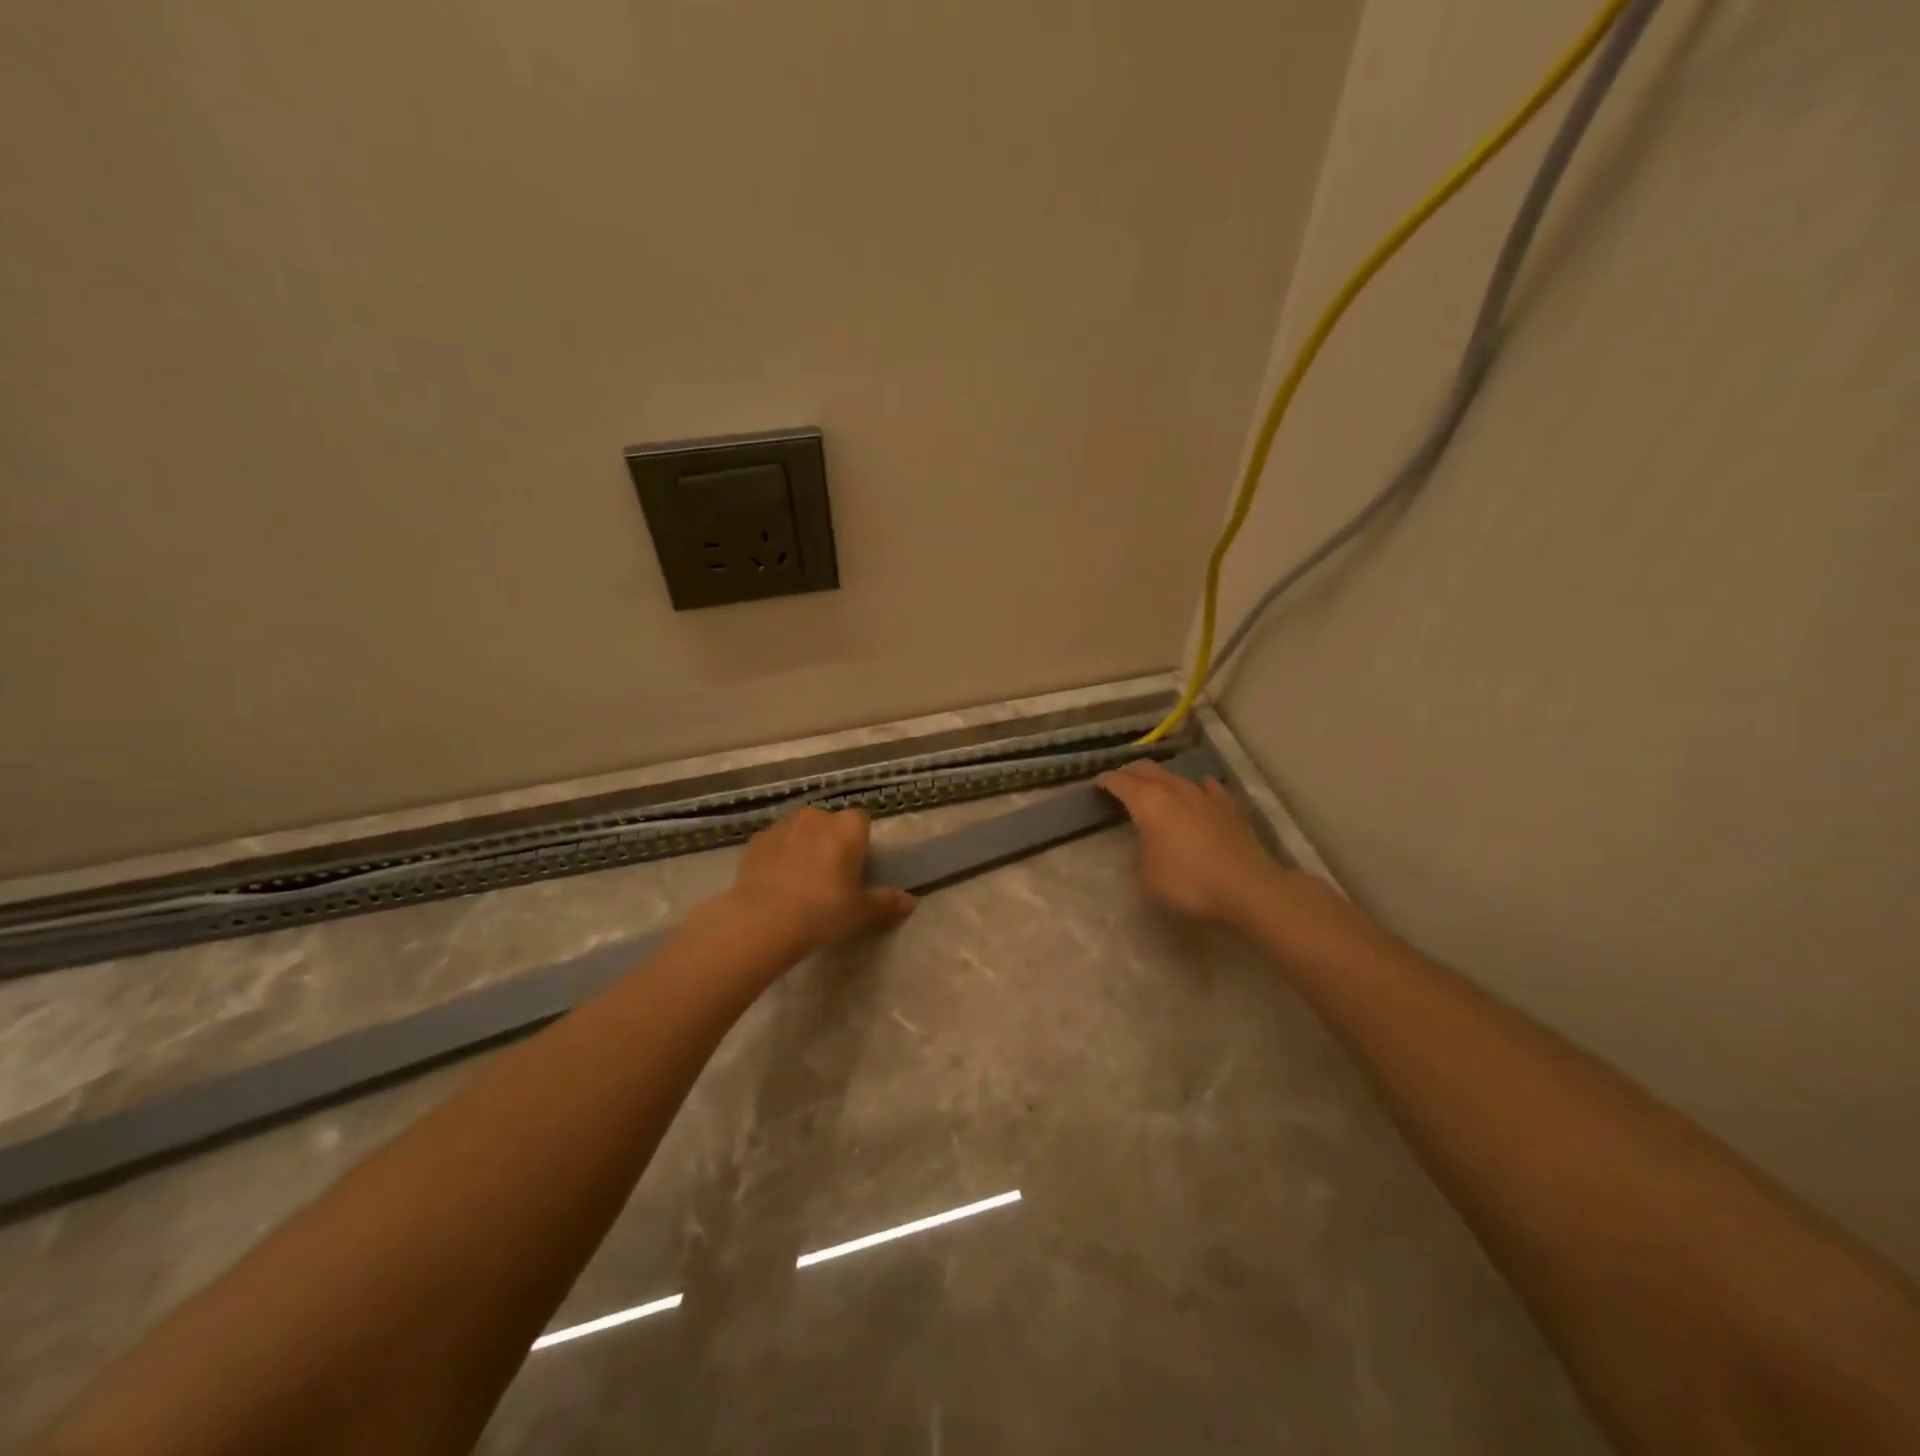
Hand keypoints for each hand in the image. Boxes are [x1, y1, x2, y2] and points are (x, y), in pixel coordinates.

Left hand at [723, 806, 915, 953]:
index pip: (861, 822)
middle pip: (830, 824)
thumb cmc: (823, 910)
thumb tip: (912, 902)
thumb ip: (887, 902)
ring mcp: (783, 825)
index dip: (860, 844)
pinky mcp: (756, 840)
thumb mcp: (861, 911)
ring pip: (801, 831)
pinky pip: (775, 844)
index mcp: (848, 827)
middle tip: (830, 878)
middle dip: (831, 843)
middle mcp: (816, 816)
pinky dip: (778, 856)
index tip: (856, 869)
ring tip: (800, 882)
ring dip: (803, 847)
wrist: (763, 920)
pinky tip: (776, 884)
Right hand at [1096, 760, 1280, 927]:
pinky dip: (1196, 787)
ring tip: (1153, 788)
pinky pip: (1208, 788)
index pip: (1120, 782)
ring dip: (1161, 779)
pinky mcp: (1229, 808)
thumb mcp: (1147, 877)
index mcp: (1148, 802)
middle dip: (1130, 772)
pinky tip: (1198, 790)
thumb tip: (1145, 851)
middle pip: (1147, 769)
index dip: (1106, 781)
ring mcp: (1205, 796)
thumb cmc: (1188, 882)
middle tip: (1120, 781)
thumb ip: (1139, 857)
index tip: (1097, 784)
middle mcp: (1174, 790)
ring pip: (1176, 777)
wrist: (1246, 888)